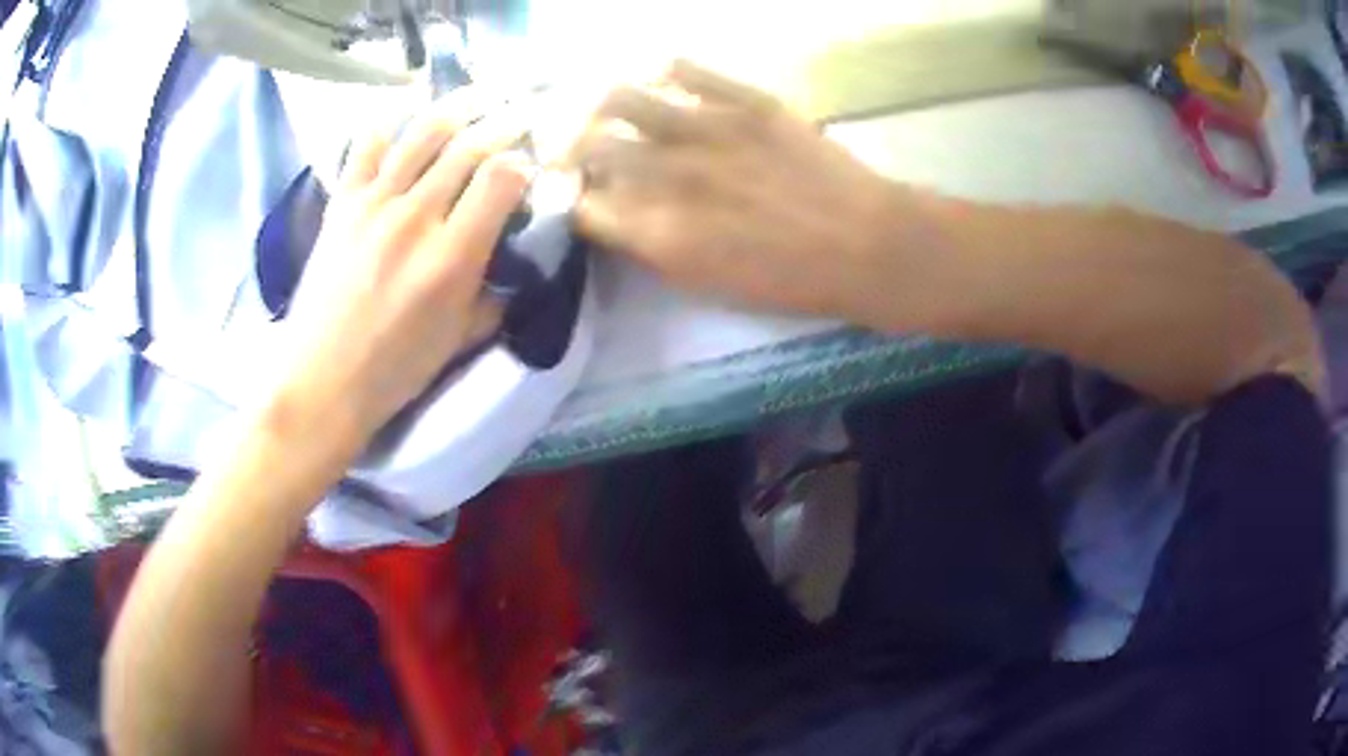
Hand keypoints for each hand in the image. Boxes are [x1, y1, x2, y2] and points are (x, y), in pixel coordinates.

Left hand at [270, 93, 530, 452]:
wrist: (321, 381)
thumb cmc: (394, 370)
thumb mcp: (459, 340)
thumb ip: (492, 294)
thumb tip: (509, 263)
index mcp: (452, 257)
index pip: (502, 178)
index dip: (525, 162)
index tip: (531, 167)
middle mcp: (415, 217)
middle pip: (468, 146)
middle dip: (503, 124)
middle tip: (519, 115)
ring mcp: (373, 205)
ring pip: (423, 133)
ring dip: (457, 109)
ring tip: (477, 100)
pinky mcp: (341, 205)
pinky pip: (367, 147)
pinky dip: (389, 124)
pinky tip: (405, 118)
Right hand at [563, 61, 920, 323]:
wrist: (867, 245)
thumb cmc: (790, 281)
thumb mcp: (708, 284)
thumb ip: (651, 248)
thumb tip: (617, 217)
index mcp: (659, 231)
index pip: (581, 206)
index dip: (573, 201)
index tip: (581, 198)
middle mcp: (669, 174)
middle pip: (588, 146)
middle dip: (576, 152)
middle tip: (587, 153)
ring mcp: (707, 128)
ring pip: (621, 97)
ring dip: (604, 107)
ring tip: (613, 112)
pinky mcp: (745, 100)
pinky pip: (685, 69)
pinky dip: (663, 75)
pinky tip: (665, 85)